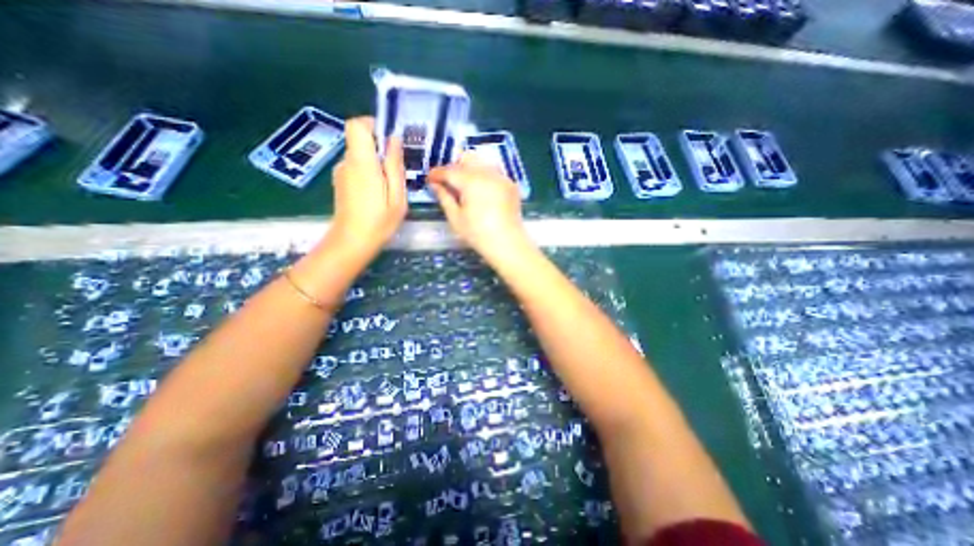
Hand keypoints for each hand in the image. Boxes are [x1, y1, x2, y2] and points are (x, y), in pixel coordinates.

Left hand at [324, 115, 405, 258]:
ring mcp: (341, 172)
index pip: (357, 125)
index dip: (373, 124)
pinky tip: (379, 193)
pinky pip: (357, 167)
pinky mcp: (341, 182)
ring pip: (360, 155)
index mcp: (362, 162)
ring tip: (391, 186)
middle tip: (398, 170)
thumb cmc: (379, 221)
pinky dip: (370, 173)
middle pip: (360, 140)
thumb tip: (394, 139)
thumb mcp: (397, 196)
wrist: (352, 242)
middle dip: (381, 148)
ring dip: (377, 163)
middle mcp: (347, 162)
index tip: (391, 139)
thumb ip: (394, 165)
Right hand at [426, 152, 528, 262]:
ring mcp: (501, 177)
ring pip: (481, 163)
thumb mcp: (456, 218)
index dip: (437, 173)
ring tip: (464, 186)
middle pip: (466, 159)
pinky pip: (493, 172)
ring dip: (469, 170)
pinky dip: (484, 176)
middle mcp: (487, 173)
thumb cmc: (478, 234)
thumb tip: (435, 185)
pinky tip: (481, 191)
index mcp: (471, 181)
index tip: (430, 179)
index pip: (449, 170)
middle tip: (447, 182)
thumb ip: (444, 197)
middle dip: (454, 167)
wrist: (508, 243)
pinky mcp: (510, 184)